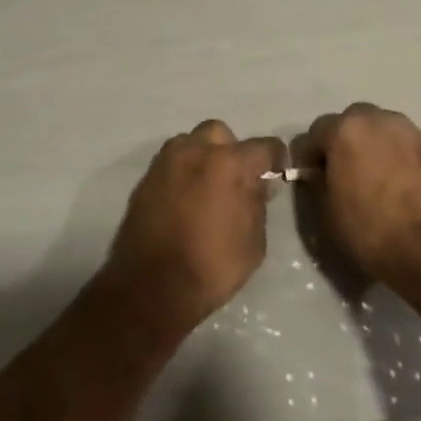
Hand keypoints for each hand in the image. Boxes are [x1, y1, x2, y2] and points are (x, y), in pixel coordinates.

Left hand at [100, 120, 283, 337]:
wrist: (152, 287)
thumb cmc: (212, 267)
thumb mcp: (254, 241)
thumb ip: (257, 202)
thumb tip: (256, 184)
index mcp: (229, 163)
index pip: (264, 146)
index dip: (275, 159)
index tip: (275, 174)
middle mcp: (196, 151)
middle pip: (220, 134)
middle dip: (231, 150)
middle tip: (235, 180)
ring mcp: (166, 162)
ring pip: (190, 143)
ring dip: (202, 157)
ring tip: (206, 188)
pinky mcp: (145, 178)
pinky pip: (170, 164)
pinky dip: (181, 174)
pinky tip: (183, 201)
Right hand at [298, 104, 420, 288]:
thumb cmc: (372, 231)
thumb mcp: (327, 213)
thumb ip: (319, 182)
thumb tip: (320, 172)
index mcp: (347, 130)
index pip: (316, 131)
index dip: (310, 155)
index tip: (312, 177)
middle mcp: (381, 120)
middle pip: (354, 121)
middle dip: (346, 141)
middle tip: (346, 173)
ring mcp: (414, 132)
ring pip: (385, 131)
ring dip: (376, 147)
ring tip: (378, 179)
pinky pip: (409, 147)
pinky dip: (402, 159)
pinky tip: (404, 187)